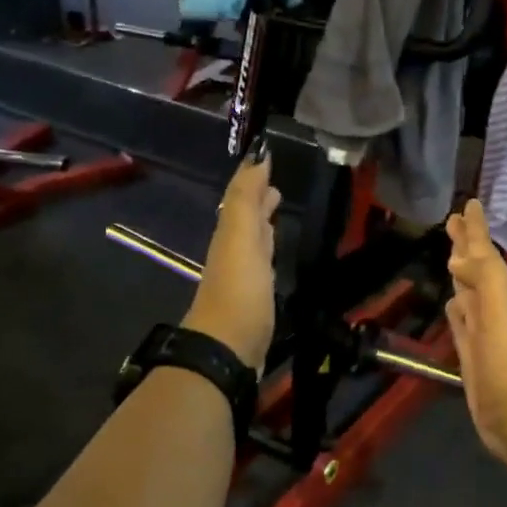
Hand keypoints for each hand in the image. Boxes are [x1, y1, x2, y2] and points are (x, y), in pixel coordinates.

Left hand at [183, 145, 280, 368]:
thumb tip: (257, 157)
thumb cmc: (239, 291)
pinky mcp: (255, 301)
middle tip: (277, 185)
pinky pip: (262, 265)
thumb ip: (245, 198)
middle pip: (245, 218)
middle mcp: (233, 251)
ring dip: (264, 224)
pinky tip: (275, 256)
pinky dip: (268, 251)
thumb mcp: (240, 237)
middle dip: (258, 199)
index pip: (240, 197)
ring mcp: (243, 278)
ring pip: (253, 240)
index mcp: (230, 234)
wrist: (228, 350)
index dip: (252, 178)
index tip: (267, 157)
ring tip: (279, 210)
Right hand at [444, 199, 506, 482]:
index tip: (468, 204)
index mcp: (501, 294)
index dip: (476, 230)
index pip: (485, 254)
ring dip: (460, 275)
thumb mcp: (501, 310)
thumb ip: (483, 277)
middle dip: (466, 246)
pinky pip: (462, 324)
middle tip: (452, 221)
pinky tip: (452, 303)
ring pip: (468, 294)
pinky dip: (457, 310)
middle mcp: (492, 308)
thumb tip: (457, 256)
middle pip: (475, 269)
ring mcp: (482, 333)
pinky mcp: (471, 356)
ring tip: (450, 257)